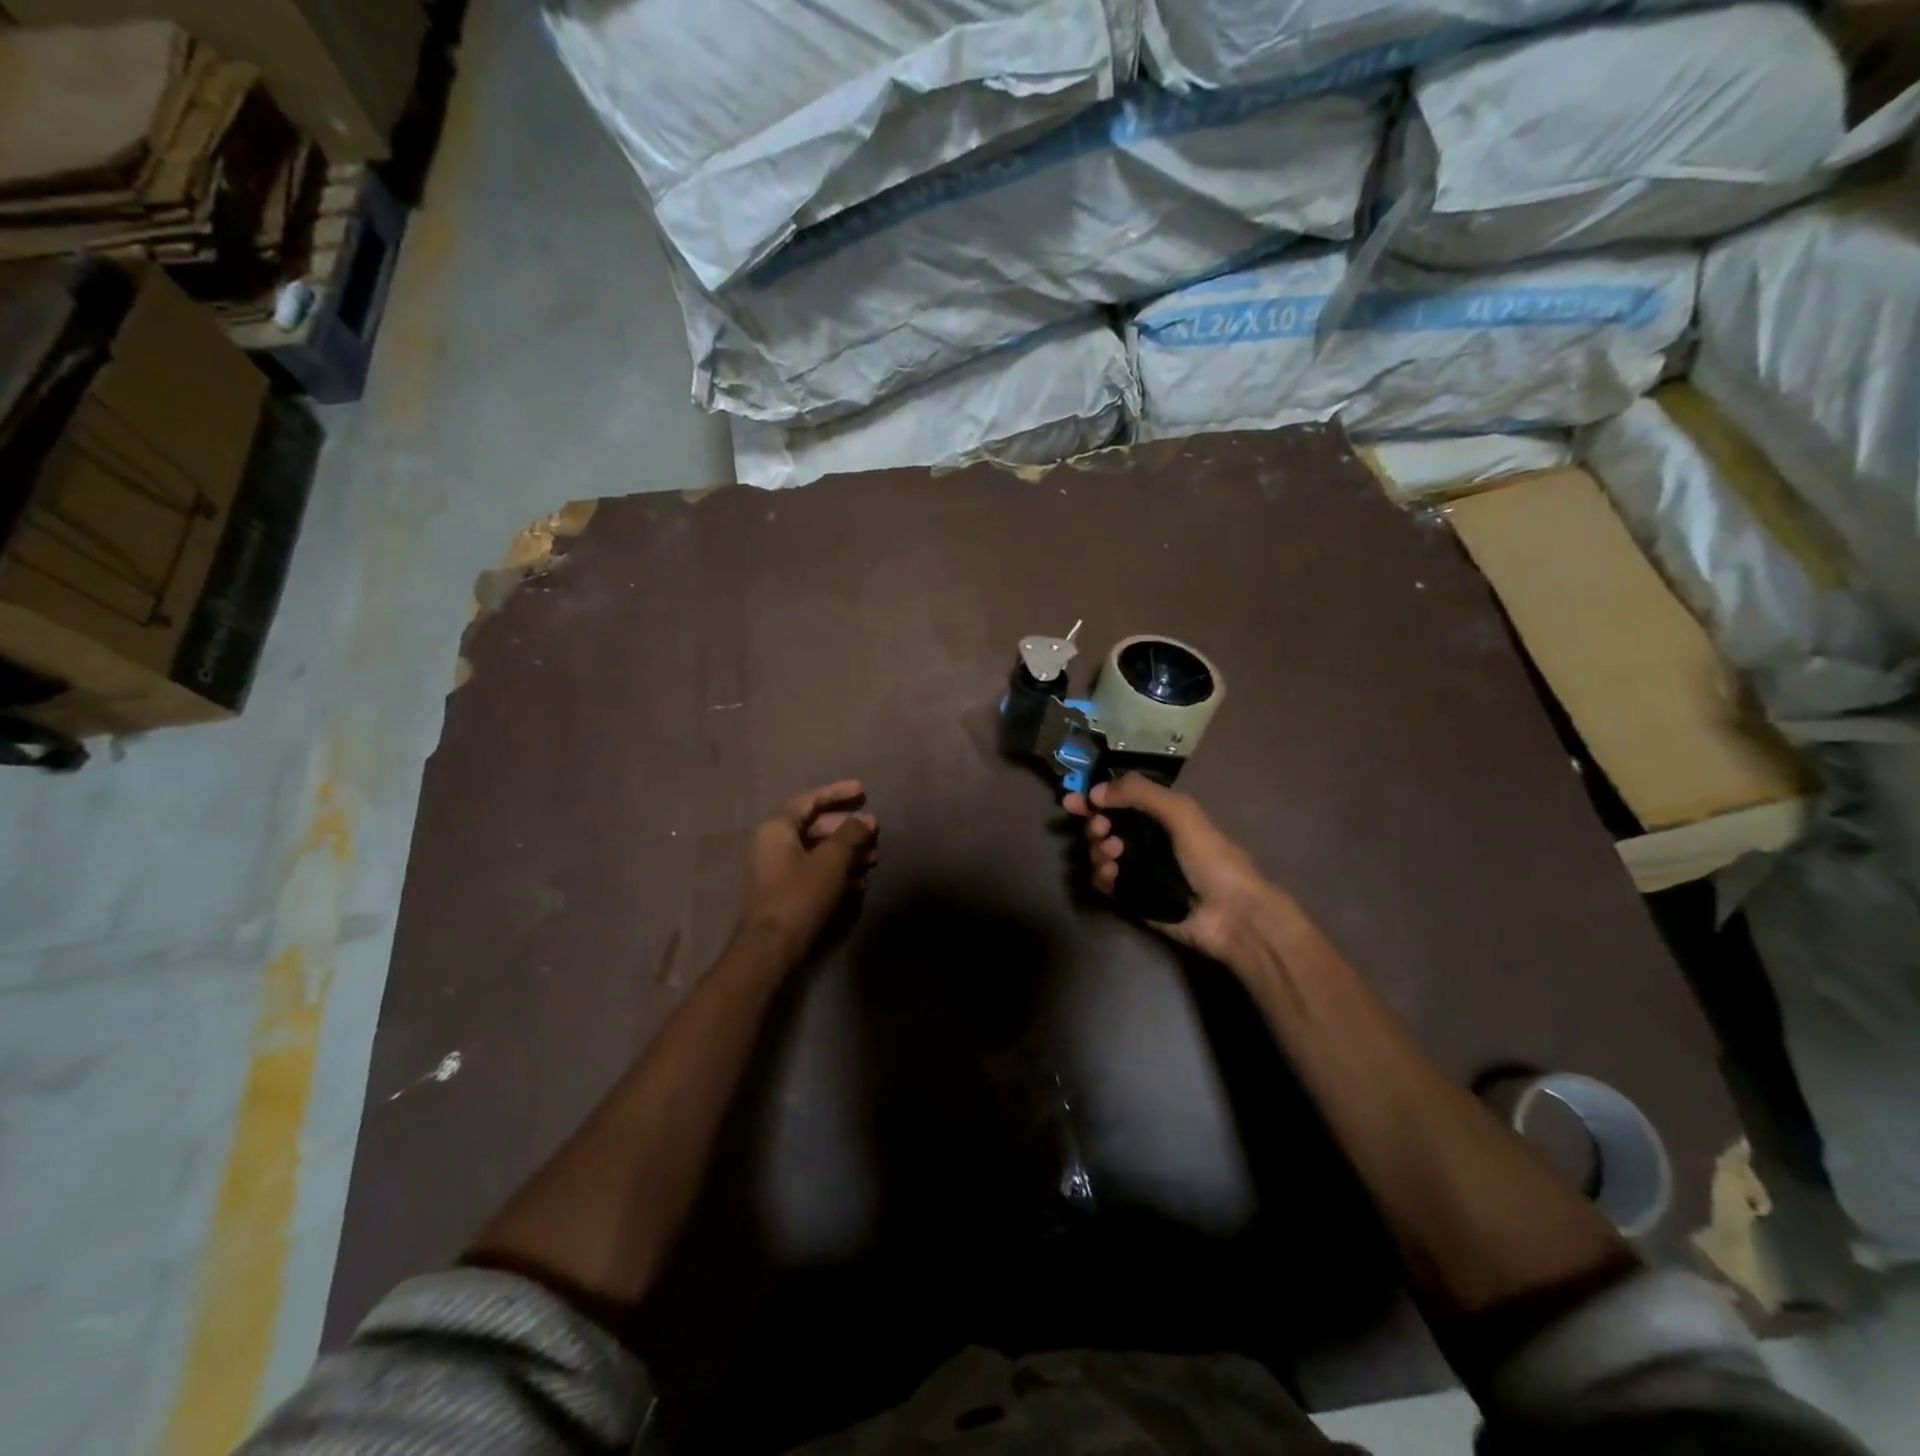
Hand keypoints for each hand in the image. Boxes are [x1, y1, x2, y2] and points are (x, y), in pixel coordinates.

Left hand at [744, 780, 878, 955]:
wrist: (773, 946)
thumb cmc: (800, 895)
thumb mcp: (831, 861)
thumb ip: (850, 835)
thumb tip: (867, 819)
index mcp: (777, 829)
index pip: (809, 800)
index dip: (836, 793)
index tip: (862, 791)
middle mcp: (774, 844)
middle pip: (815, 825)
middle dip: (846, 827)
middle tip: (873, 830)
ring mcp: (778, 869)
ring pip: (817, 850)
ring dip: (846, 851)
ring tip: (873, 858)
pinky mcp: (787, 891)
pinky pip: (815, 870)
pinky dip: (837, 869)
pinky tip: (861, 879)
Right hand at [1065, 775, 1287, 963]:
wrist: (1231, 915)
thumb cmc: (1211, 858)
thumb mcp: (1181, 813)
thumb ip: (1140, 793)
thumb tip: (1095, 792)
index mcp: (1161, 815)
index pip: (1120, 799)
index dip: (1095, 797)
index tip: (1074, 800)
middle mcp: (1146, 839)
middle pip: (1104, 824)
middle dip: (1094, 823)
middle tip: (1099, 828)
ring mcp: (1138, 869)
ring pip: (1100, 852)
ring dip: (1097, 849)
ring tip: (1112, 854)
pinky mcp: (1131, 896)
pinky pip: (1103, 882)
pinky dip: (1100, 875)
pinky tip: (1111, 875)